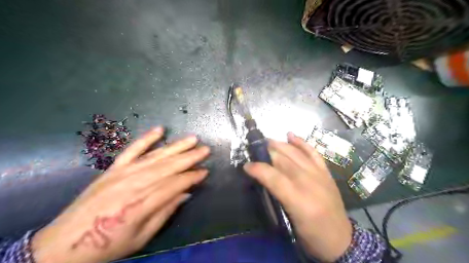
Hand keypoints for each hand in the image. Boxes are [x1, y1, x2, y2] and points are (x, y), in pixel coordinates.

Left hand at [31, 127, 210, 262]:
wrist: (63, 244)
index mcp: (141, 204)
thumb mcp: (142, 237)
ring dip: (176, 146)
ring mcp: (122, 173)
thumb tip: (186, 193)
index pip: (174, 184)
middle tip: (206, 150)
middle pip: (168, 167)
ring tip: (192, 139)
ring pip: (155, 156)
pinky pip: (132, 150)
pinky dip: (146, 138)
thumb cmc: (108, 245)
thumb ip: (165, 212)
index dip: (192, 177)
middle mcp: (134, 184)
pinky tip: (160, 129)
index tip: (205, 172)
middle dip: (190, 157)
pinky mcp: (113, 168)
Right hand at [243, 133, 349, 261]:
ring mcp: (319, 175)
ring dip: (281, 145)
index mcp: (298, 199)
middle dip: (267, 152)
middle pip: (284, 161)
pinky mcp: (326, 172)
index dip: (258, 169)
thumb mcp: (290, 220)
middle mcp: (309, 182)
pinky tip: (291, 135)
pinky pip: (313, 153)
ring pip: (296, 153)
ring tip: (268, 141)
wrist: (341, 239)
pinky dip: (302, 143)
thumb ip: (277, 197)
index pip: (273, 177)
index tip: (246, 166)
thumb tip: (263, 179)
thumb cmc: (311, 234)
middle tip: (254, 149)